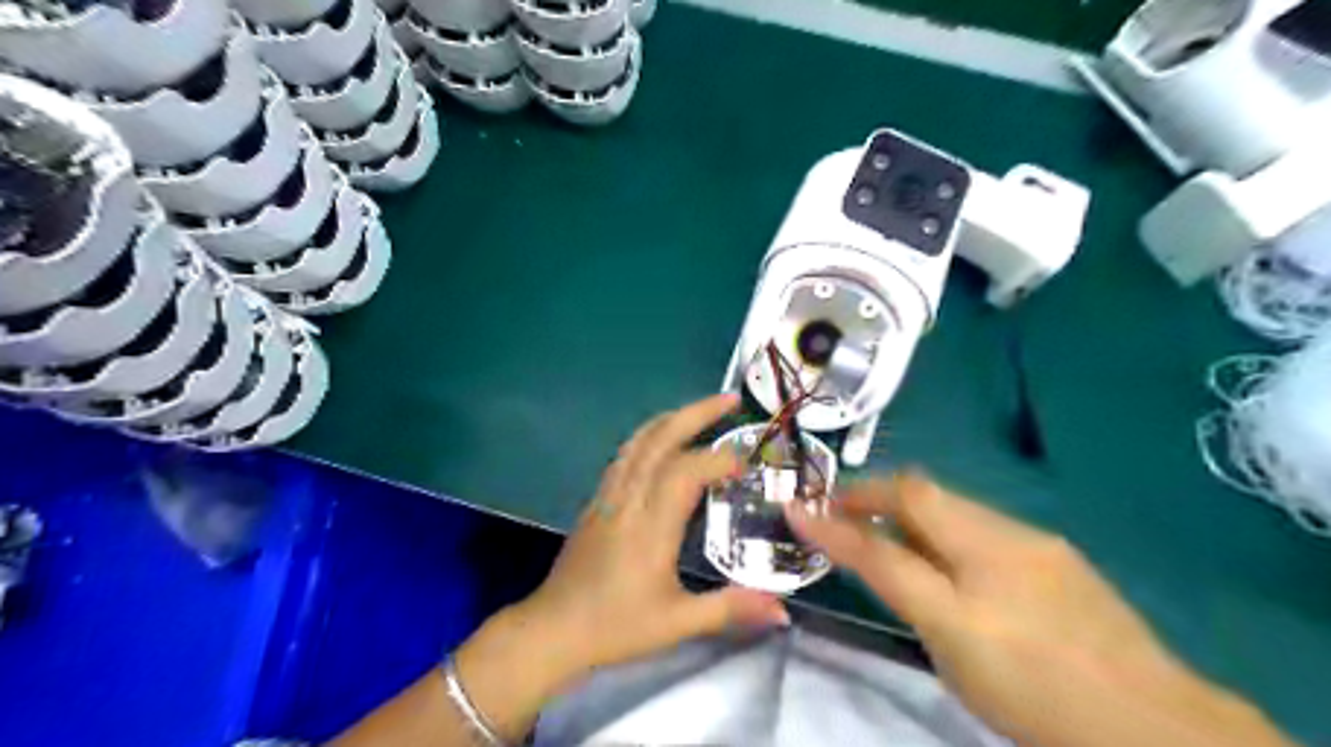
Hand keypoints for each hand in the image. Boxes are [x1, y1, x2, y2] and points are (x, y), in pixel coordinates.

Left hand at [510, 395, 782, 673]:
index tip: (747, 462)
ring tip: (702, 409)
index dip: (718, 459)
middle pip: (659, 439)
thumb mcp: (677, 623)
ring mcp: (608, 495)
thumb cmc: (616, 627)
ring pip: (639, 441)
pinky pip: (626, 454)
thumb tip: (783, 611)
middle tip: (731, 399)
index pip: (684, 472)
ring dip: (672, 418)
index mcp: (650, 526)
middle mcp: (628, 499)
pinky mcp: (598, 500)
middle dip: (696, 413)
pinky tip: (665, 439)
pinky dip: (651, 435)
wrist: (553, 629)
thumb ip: (730, 609)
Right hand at [782, 472, 1294, 746]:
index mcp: (973, 567)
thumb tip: (867, 553)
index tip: (797, 510)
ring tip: (884, 530)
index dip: (836, 521)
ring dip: (908, 508)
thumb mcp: (953, 650)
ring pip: (951, 506)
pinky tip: (946, 554)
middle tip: (840, 510)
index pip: (886, 533)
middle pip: (922, 495)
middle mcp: (1000, 539)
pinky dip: (945, 525)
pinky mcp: (1054, 553)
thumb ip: (902, 590)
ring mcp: (1032, 542)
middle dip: (872, 495)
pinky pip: (979, 522)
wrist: (1157, 726)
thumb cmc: (1038, 695)